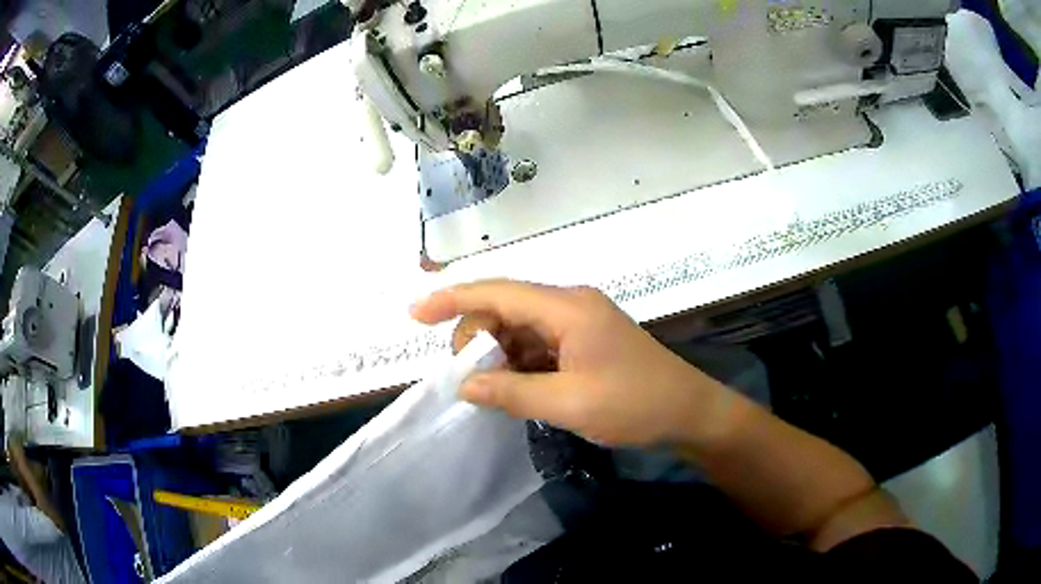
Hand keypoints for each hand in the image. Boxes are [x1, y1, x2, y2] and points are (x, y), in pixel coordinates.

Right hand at [410, 279, 727, 446]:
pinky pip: (537, 344)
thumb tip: (463, 386)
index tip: (414, 315)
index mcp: (566, 307)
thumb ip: (511, 392)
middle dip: (476, 339)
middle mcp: (569, 305)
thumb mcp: (569, 403)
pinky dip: (518, 363)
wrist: (689, 412)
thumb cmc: (635, 404)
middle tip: (470, 381)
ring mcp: (578, 323)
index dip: (452, 299)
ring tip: (492, 390)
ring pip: (518, 328)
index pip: (496, 292)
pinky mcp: (583, 342)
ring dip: (497, 355)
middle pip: (504, 307)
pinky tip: (515, 388)